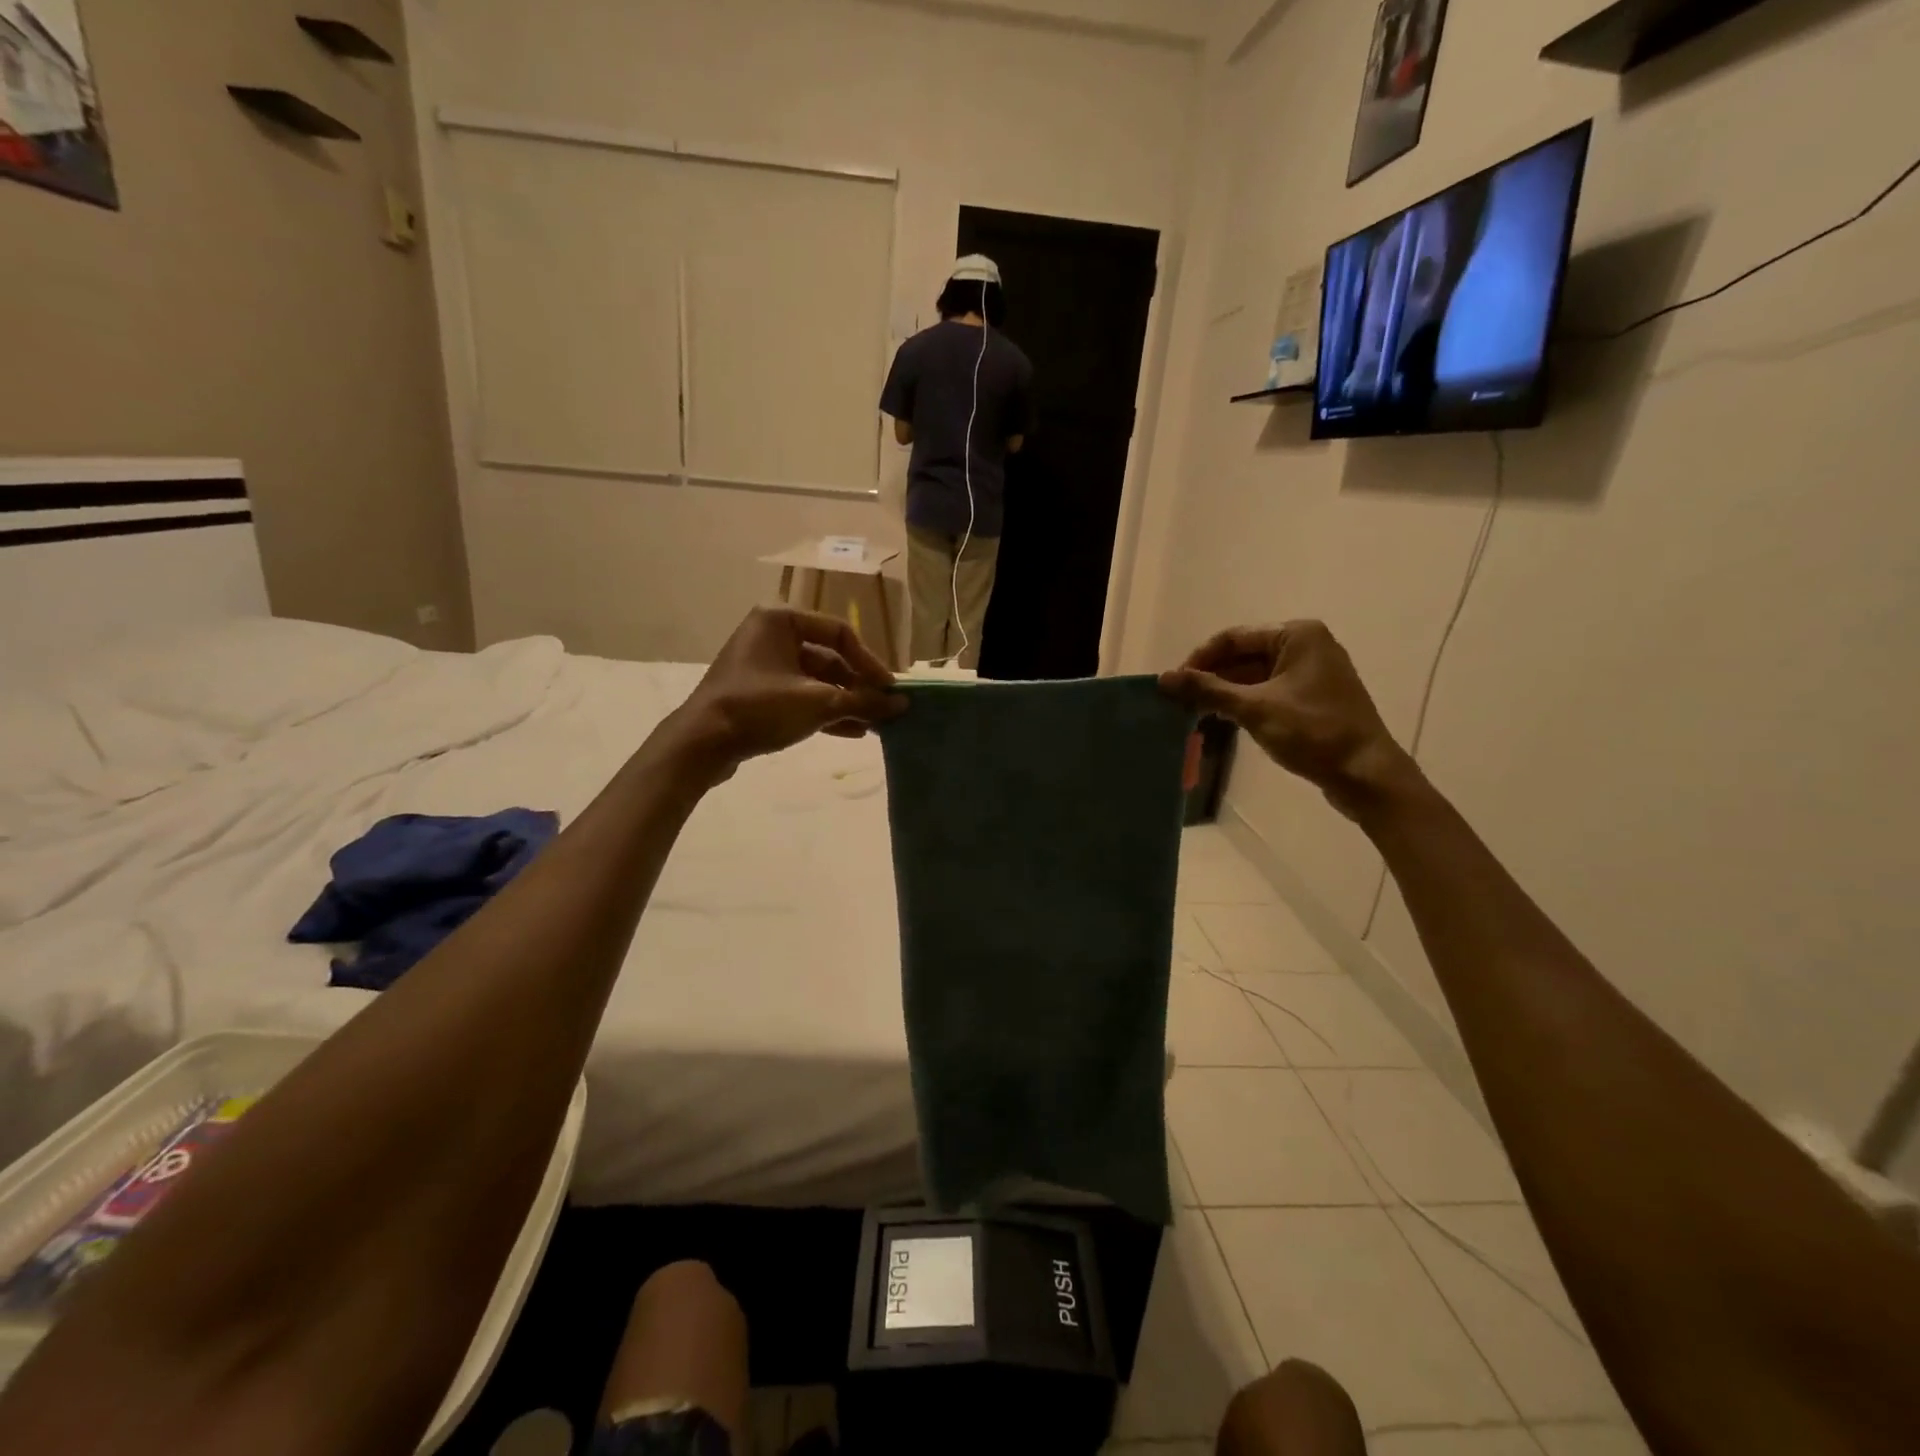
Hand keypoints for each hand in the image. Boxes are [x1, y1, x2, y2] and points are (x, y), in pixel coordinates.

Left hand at [674, 607, 905, 775]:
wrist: (702, 743)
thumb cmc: (760, 708)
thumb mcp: (818, 702)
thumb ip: (863, 700)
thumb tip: (902, 703)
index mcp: (780, 620)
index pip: (840, 633)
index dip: (870, 662)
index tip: (889, 689)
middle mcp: (771, 636)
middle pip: (829, 658)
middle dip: (858, 687)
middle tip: (884, 710)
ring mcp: (762, 666)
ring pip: (816, 681)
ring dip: (845, 702)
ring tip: (873, 725)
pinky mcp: (758, 694)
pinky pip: (800, 696)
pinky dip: (825, 712)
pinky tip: (852, 732)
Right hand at [1161, 622, 1417, 818]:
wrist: (1366, 773)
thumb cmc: (1313, 732)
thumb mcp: (1254, 709)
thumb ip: (1207, 690)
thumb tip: (1163, 679)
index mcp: (1296, 635)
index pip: (1232, 638)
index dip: (1199, 659)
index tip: (1173, 684)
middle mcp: (1305, 645)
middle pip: (1243, 655)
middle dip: (1211, 677)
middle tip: (1179, 701)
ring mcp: (1311, 672)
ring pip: (1254, 675)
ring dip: (1225, 691)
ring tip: (1194, 712)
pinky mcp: (1312, 697)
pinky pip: (1268, 691)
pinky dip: (1244, 702)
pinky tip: (1222, 719)